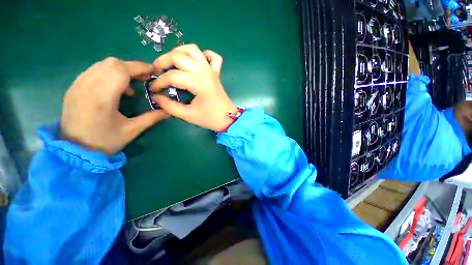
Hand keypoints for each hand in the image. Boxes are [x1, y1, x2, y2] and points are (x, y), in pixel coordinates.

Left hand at [60, 57, 167, 155]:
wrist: (74, 151)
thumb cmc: (104, 142)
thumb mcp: (132, 131)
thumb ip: (151, 118)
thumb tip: (168, 111)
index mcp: (102, 98)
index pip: (121, 70)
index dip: (139, 67)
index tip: (153, 71)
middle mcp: (87, 86)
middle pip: (111, 63)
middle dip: (132, 67)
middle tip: (144, 79)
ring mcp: (77, 85)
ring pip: (102, 64)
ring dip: (120, 70)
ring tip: (130, 84)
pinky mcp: (73, 87)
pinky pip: (93, 70)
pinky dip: (108, 73)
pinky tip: (114, 87)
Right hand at [149, 44, 236, 131]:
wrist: (228, 119)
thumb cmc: (210, 118)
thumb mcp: (188, 115)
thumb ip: (169, 106)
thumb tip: (155, 96)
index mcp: (199, 84)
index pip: (172, 76)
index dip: (158, 82)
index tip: (153, 90)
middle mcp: (204, 72)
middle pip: (179, 56)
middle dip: (163, 61)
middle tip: (156, 72)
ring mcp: (211, 71)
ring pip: (194, 50)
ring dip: (179, 52)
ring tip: (171, 63)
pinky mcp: (216, 73)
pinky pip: (212, 56)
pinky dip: (203, 55)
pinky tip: (196, 62)